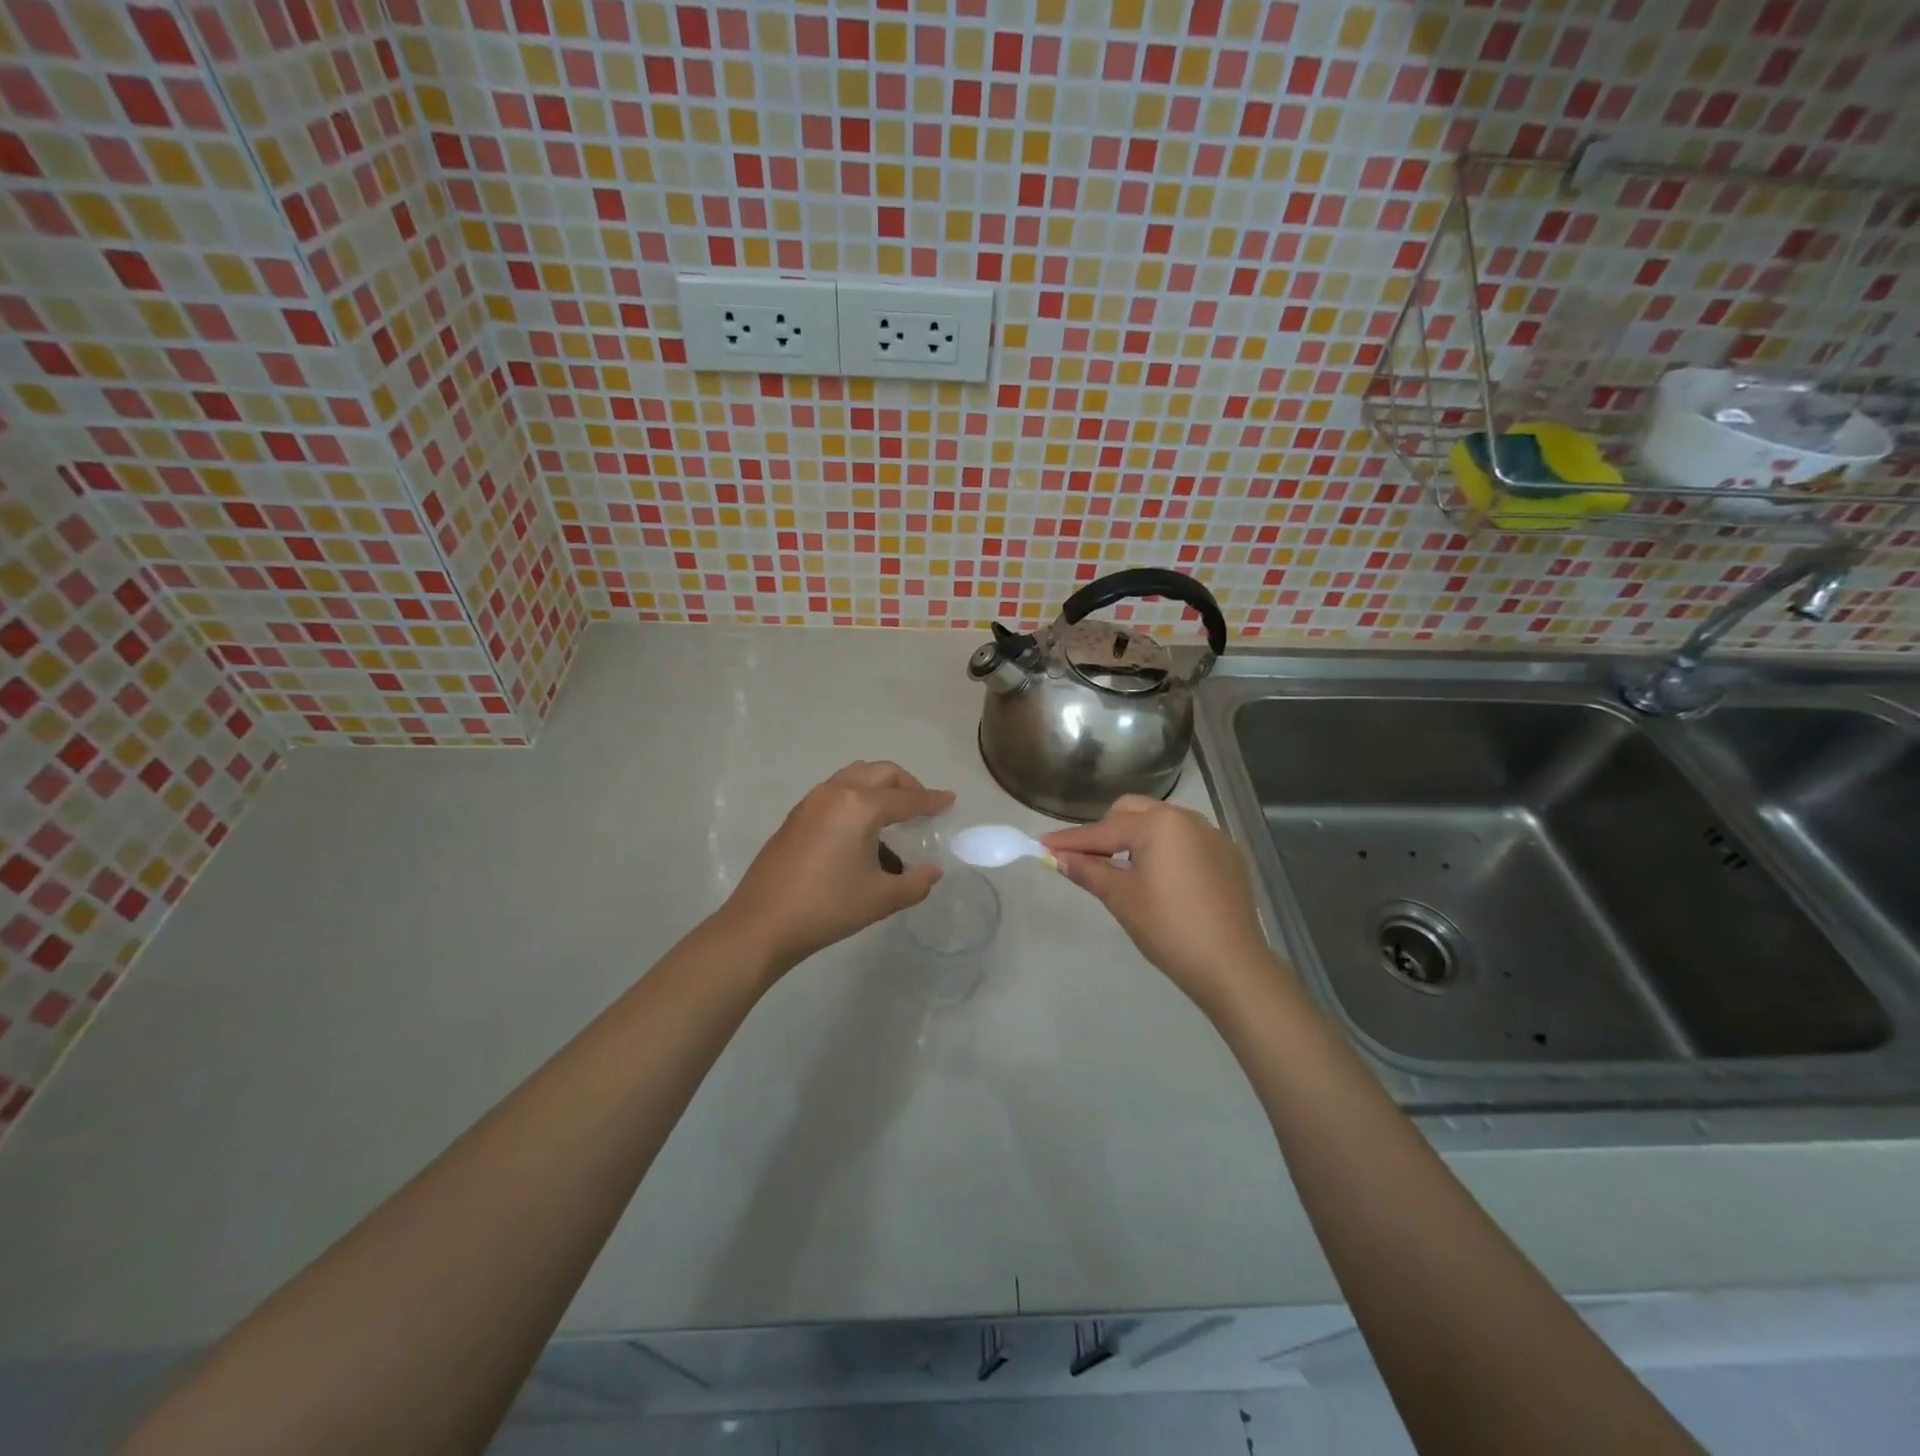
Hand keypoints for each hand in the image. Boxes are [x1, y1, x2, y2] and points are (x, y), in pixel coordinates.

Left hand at [723, 761, 954, 974]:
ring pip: (854, 776)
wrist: (761, 924)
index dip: (931, 800)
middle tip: (922, 806)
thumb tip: (933, 872)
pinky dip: (857, 796)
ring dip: (879, 786)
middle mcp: (835, 792)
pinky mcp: (795, 816)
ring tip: (893, 813)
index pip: (906, 798)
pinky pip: (835, 790)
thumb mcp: (880, 898)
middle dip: (906, 784)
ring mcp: (811, 802)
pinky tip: (860, 828)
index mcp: (860, 806)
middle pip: (880, 773)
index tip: (950, 800)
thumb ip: (915, 883)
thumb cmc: (827, 908)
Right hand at [1043, 797, 1286, 1015]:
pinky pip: (1186, 840)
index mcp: (1159, 824)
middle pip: (1133, 812)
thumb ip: (1088, 870)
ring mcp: (1213, 835)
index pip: (1104, 830)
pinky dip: (1165, 849)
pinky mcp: (1228, 856)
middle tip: (1087, 859)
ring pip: (1161, 823)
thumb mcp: (1121, 897)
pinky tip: (1161, 879)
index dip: (1071, 841)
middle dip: (1106, 831)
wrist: (1232, 965)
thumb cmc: (1169, 928)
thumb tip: (1058, 857)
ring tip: (1122, 868)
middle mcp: (1188, 818)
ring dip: (1136, 837)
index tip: (1041, 844)